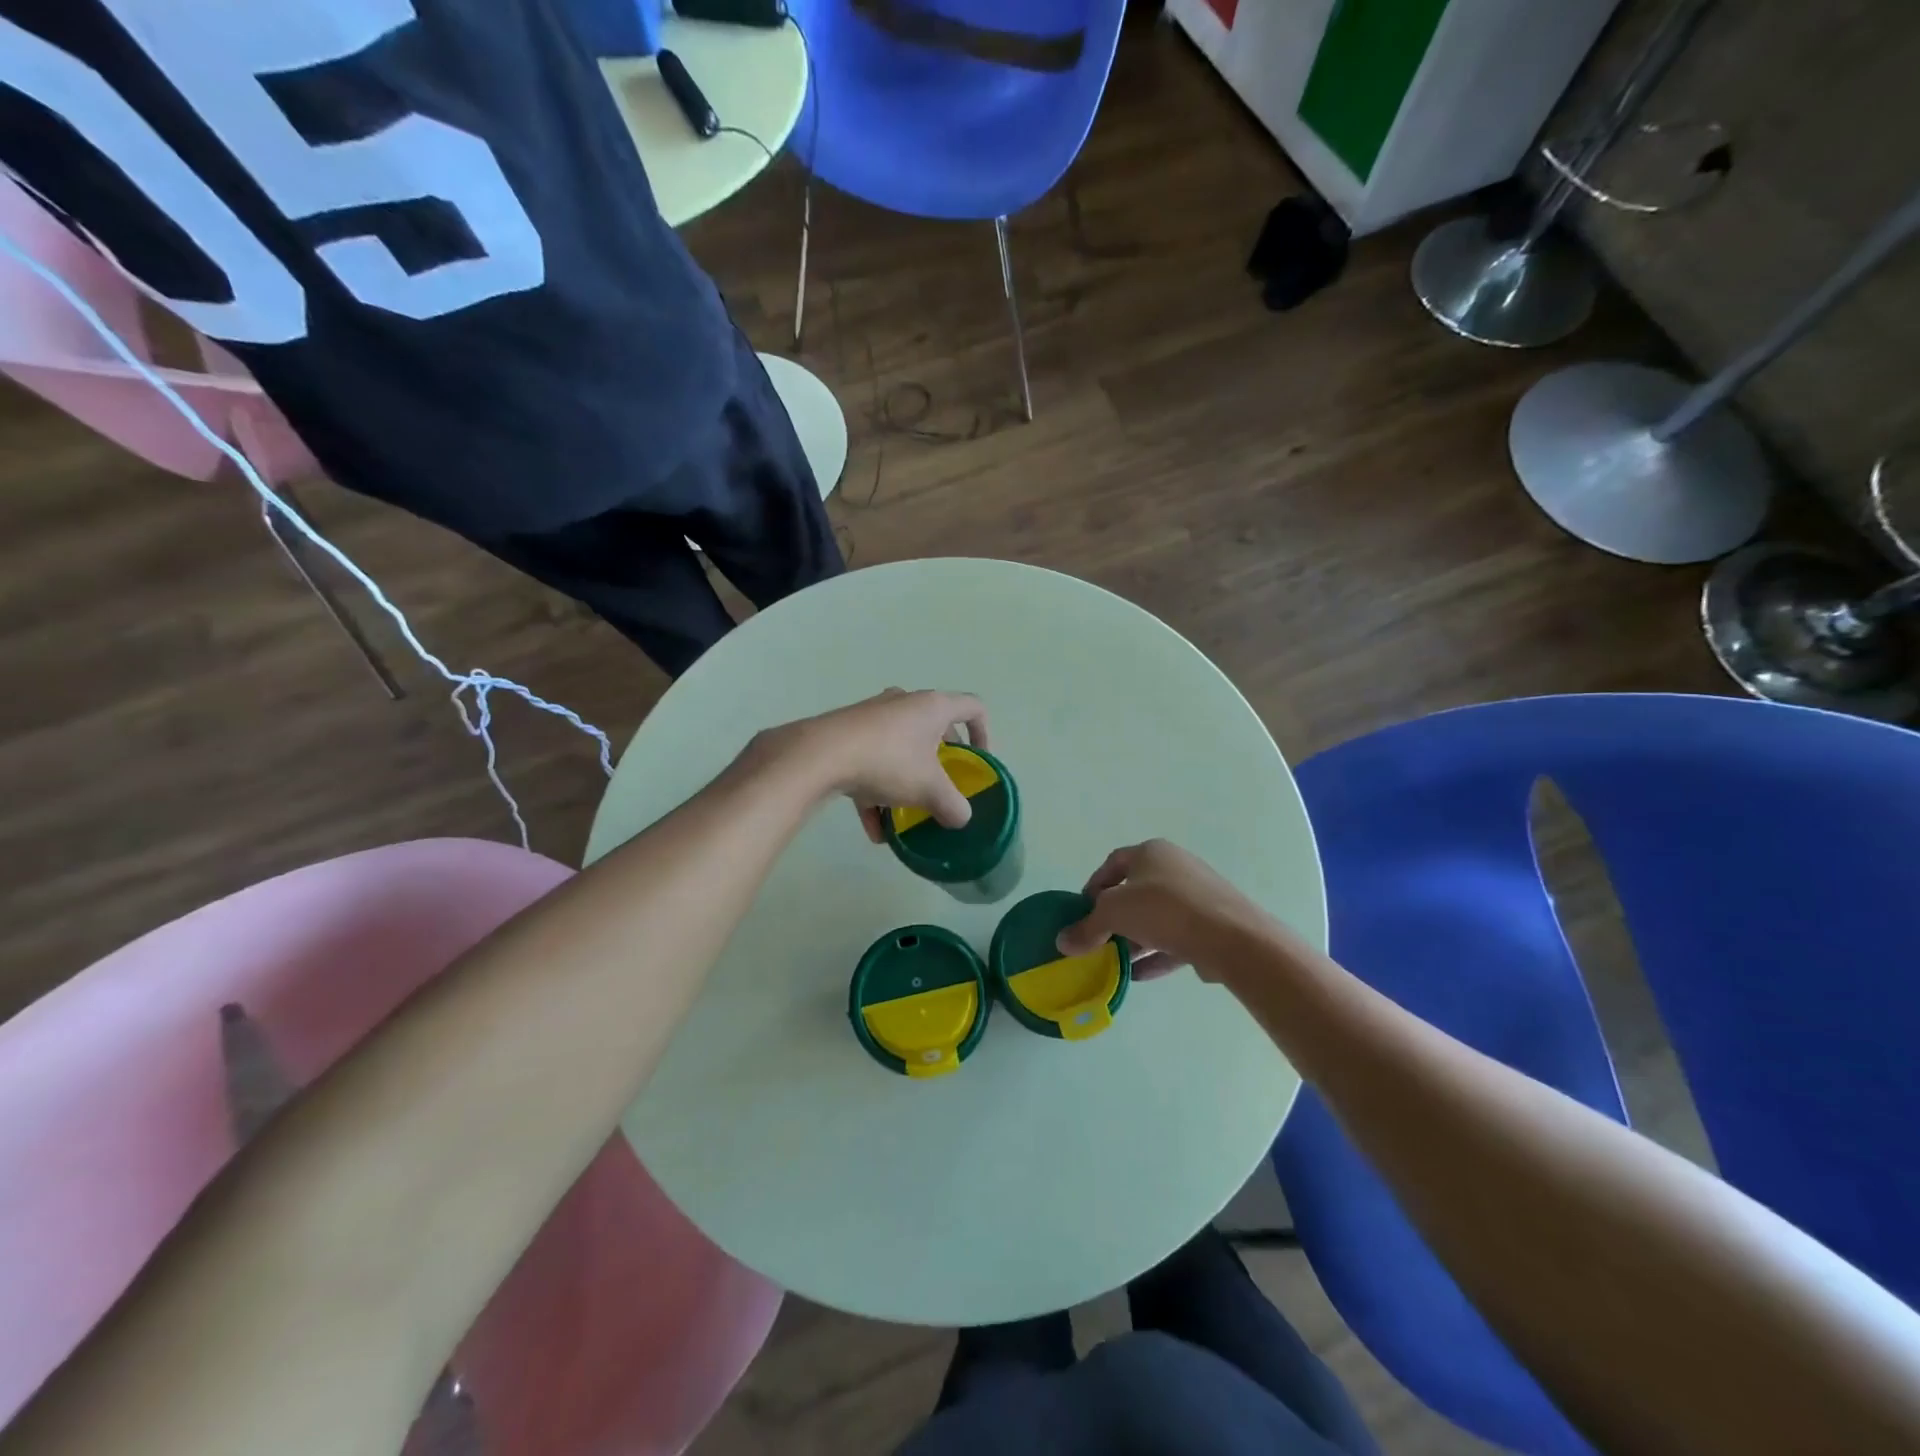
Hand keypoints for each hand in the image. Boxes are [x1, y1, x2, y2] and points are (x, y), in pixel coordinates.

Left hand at [763, 689, 988, 841]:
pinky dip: (875, 793)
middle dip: (940, 759)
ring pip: (898, 747)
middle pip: (933, 726)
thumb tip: (961, 818)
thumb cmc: (889, 762)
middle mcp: (904, 703)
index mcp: (933, 707)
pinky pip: (869, 763)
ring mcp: (871, 716)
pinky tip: (873, 830)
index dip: (984, 733)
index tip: (979, 761)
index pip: (973, 708)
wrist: (819, 755)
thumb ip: (953, 806)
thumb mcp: (930, 790)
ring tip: (905, 816)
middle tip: (942, 783)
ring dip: (905, 780)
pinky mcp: (845, 734)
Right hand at [1056, 839, 1274, 981]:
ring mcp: (1198, 896)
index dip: (1093, 886)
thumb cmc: (1164, 910)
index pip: (1113, 864)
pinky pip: (1176, 937)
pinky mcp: (1213, 924)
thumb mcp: (1114, 914)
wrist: (1232, 937)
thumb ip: (1087, 927)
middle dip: (1114, 918)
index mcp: (1151, 852)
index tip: (1081, 912)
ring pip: (1156, 917)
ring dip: (1134, 939)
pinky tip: (1139, 975)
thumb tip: (1062, 942)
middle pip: (1135, 891)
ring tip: (1116, 962)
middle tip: (1098, 940)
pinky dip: (1156, 954)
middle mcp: (1176, 867)